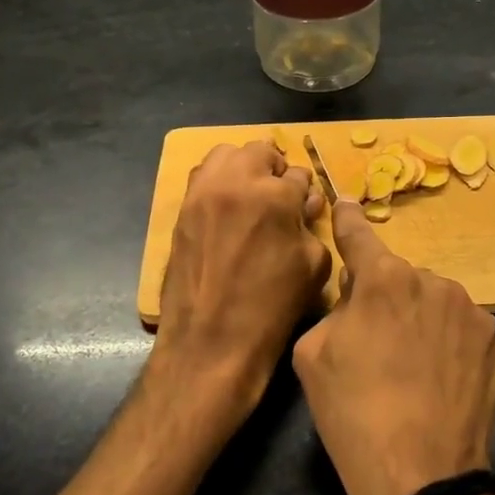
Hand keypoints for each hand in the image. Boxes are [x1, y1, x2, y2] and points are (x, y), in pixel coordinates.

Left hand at [153, 140, 331, 426]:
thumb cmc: (272, 308)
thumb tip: (301, 207)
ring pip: (226, 156)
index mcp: (274, 195)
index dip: (304, 194)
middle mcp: (235, 182)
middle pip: (259, 151)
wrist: (211, 342)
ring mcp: (202, 193)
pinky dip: (218, 183)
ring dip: (243, 168)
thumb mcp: (313, 266)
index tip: (303, 210)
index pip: (297, 174)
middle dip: (274, 170)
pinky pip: (202, 178)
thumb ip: (310, 225)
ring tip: (251, 198)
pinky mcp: (181, 210)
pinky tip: (227, 211)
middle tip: (279, 199)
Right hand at [293, 202, 494, 494]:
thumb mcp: (312, 355)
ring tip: (412, 370)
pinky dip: (450, 348)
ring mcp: (474, 315)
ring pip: (436, 304)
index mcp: (386, 280)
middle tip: (375, 343)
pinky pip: (463, 334)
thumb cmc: (353, 413)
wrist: (421, 477)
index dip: (348, 221)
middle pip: (401, 279)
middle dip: (387, 297)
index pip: (360, 236)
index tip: (346, 204)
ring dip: (422, 321)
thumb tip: (357, 296)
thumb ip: (334, 309)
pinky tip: (440, 383)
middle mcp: (435, 283)